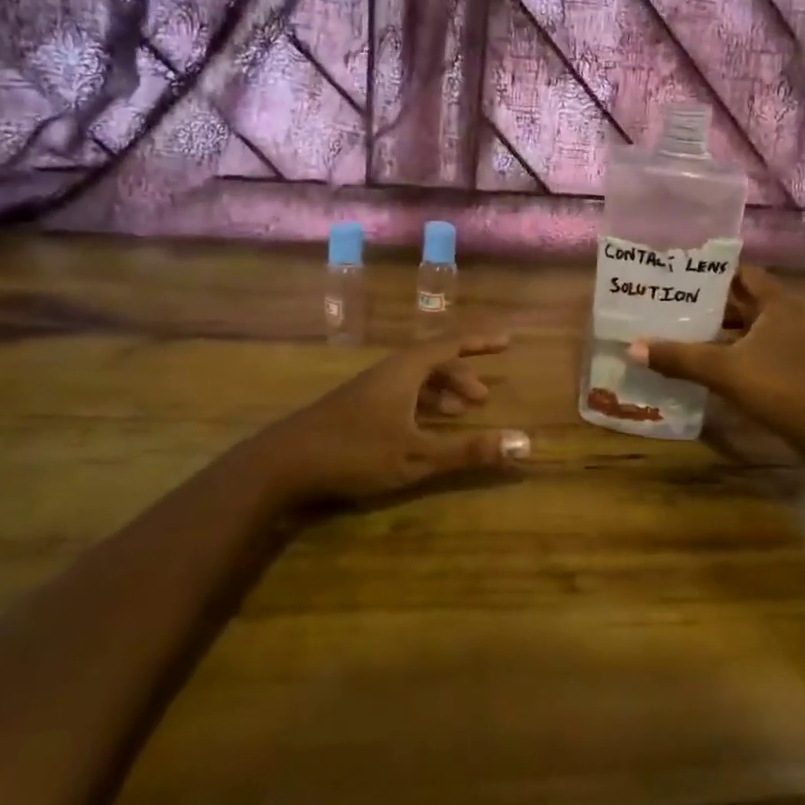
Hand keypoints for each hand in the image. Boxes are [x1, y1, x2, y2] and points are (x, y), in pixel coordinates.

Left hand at [254, 334, 530, 507]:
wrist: (281, 464)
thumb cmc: (354, 451)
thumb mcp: (416, 455)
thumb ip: (468, 450)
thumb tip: (523, 444)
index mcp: (405, 370)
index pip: (450, 343)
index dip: (480, 341)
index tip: (506, 340)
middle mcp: (388, 372)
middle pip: (432, 362)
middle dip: (461, 376)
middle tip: (483, 399)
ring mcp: (368, 390)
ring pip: (414, 380)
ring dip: (441, 393)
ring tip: (459, 415)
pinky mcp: (354, 409)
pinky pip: (400, 395)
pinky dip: (421, 406)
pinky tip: (423, 430)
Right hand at [628, 266, 804, 474]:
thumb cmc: (777, 386)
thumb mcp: (723, 369)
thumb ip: (679, 357)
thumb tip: (634, 348)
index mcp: (776, 303)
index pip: (741, 272)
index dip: (712, 270)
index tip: (680, 271)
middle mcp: (785, 316)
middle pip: (741, 300)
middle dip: (707, 301)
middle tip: (670, 300)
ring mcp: (789, 344)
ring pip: (745, 328)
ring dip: (717, 329)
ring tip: (677, 328)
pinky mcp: (788, 367)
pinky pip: (751, 350)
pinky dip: (728, 351)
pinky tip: (701, 360)